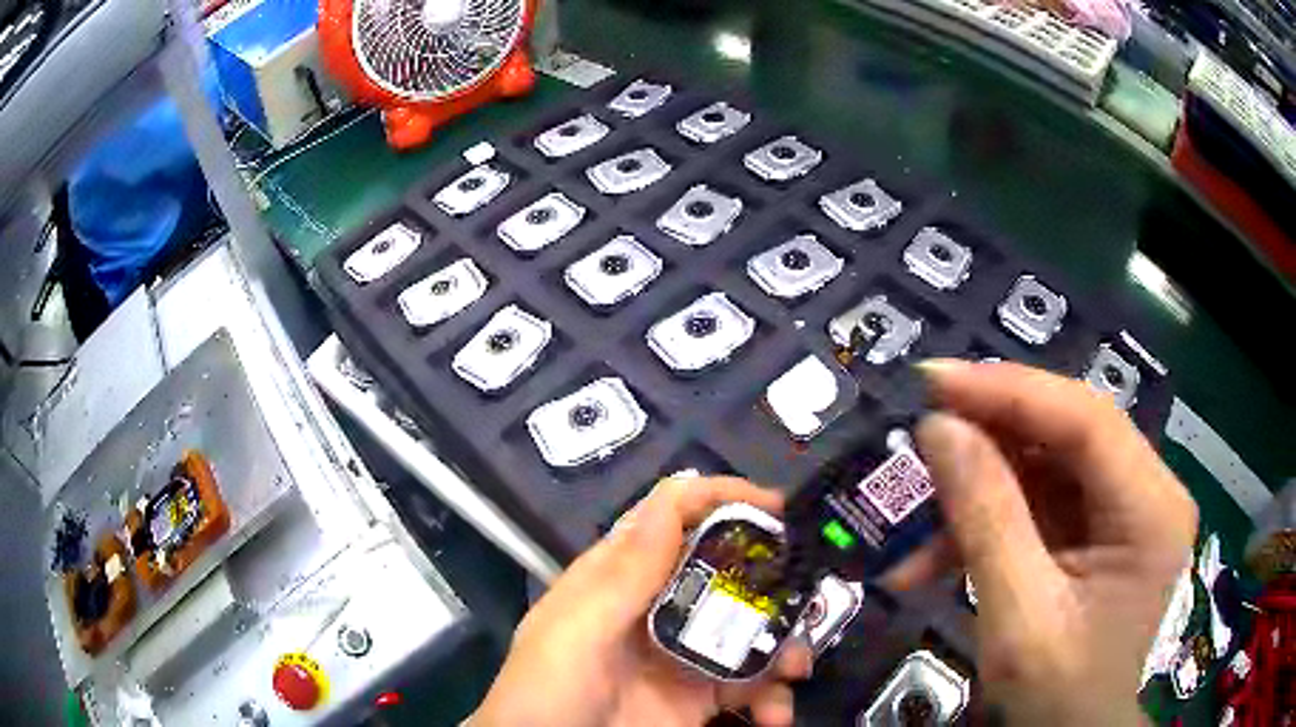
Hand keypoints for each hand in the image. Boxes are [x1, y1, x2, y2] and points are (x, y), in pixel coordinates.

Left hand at [470, 476, 812, 726]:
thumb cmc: (547, 690)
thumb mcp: (575, 631)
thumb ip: (625, 573)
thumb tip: (676, 495)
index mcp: (620, 578)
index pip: (673, 517)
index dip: (722, 498)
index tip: (777, 508)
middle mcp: (657, 607)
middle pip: (726, 572)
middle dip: (774, 582)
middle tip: (808, 598)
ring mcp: (682, 654)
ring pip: (749, 630)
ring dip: (784, 647)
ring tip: (796, 672)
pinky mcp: (699, 698)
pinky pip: (750, 686)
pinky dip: (771, 698)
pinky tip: (773, 716)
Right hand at [893, 360, 1196, 725]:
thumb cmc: (1055, 697)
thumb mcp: (1018, 618)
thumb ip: (985, 518)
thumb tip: (938, 429)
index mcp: (1151, 510)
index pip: (1085, 420)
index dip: (1009, 392)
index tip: (933, 382)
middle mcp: (1150, 492)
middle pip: (1069, 433)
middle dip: (992, 439)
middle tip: (922, 441)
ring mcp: (1128, 510)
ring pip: (1049, 465)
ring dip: (983, 492)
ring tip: (922, 535)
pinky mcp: (1102, 529)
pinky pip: (1043, 501)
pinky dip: (991, 523)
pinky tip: (941, 560)